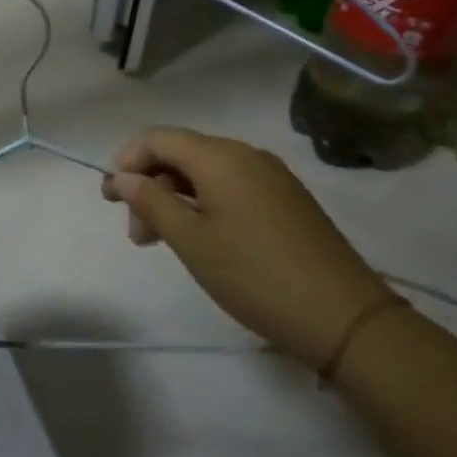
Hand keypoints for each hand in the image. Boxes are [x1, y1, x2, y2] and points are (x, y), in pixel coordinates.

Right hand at [100, 126, 392, 369]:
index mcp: (219, 157)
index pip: (156, 138)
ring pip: (204, 173)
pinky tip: (201, 240)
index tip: (111, 198)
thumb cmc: (255, 275)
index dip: (126, 161)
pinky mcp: (286, 200)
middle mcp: (245, 155)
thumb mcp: (190, 240)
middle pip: (180, 154)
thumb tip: (122, 177)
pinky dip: (204, 205)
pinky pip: (231, 187)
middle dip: (149, 186)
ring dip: (174, 199)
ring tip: (162, 242)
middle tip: (138, 233)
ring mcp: (271, 177)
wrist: (346, 318)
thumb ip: (150, 201)